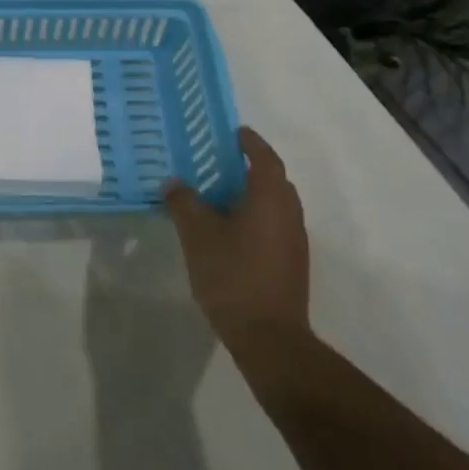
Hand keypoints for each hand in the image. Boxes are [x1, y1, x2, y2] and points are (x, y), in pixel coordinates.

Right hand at [164, 128, 309, 334]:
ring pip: (275, 205)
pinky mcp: (291, 264)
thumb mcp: (197, 235)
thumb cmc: (232, 275)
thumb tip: (174, 183)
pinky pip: (274, 226)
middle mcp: (289, 214)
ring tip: (219, 195)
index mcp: (270, 199)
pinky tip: (229, 230)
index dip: (250, 142)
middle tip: (220, 162)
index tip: (234, 132)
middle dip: (251, 168)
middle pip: (274, 180)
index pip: (265, 158)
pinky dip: (255, 217)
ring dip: (252, 195)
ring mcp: (294, 242)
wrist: (269, 337)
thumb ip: (184, 203)